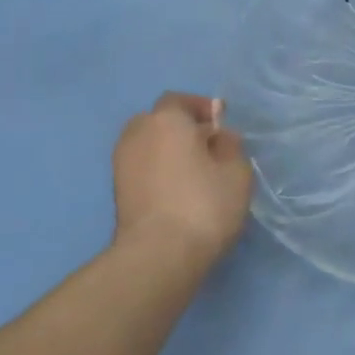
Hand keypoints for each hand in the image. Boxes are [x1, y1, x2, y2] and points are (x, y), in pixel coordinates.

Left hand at [112, 92, 253, 265]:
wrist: (159, 253)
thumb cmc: (204, 204)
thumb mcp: (236, 173)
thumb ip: (230, 146)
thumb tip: (218, 137)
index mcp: (166, 120)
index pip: (180, 101)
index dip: (201, 108)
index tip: (221, 120)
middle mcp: (137, 134)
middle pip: (159, 121)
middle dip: (181, 127)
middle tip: (207, 145)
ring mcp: (122, 163)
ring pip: (148, 145)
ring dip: (167, 150)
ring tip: (193, 170)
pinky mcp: (118, 191)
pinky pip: (142, 168)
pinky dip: (158, 170)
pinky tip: (178, 189)